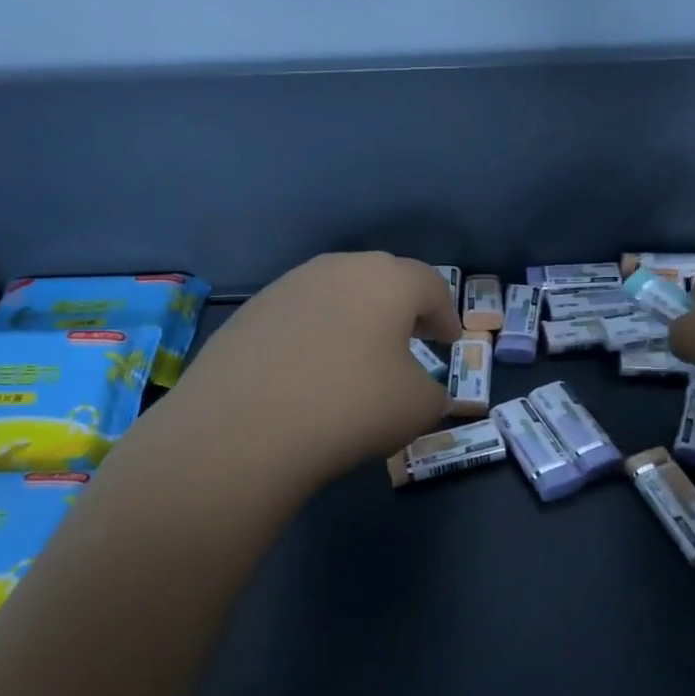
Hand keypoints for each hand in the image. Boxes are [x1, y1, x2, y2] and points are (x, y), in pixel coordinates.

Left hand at [169, 252, 461, 489]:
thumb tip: (424, 391)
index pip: (431, 286)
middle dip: (401, 309)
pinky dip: (315, 336)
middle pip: (381, 280)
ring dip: (354, 319)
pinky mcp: (249, 312)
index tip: (449, 342)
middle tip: (410, 340)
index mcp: (388, 280)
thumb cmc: (352, 406)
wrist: (245, 427)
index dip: (446, 315)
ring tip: (357, 356)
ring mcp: (288, 286)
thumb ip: (434, 392)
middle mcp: (338, 268)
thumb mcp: (418, 408)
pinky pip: (299, 317)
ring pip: (336, 294)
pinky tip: (309, 371)